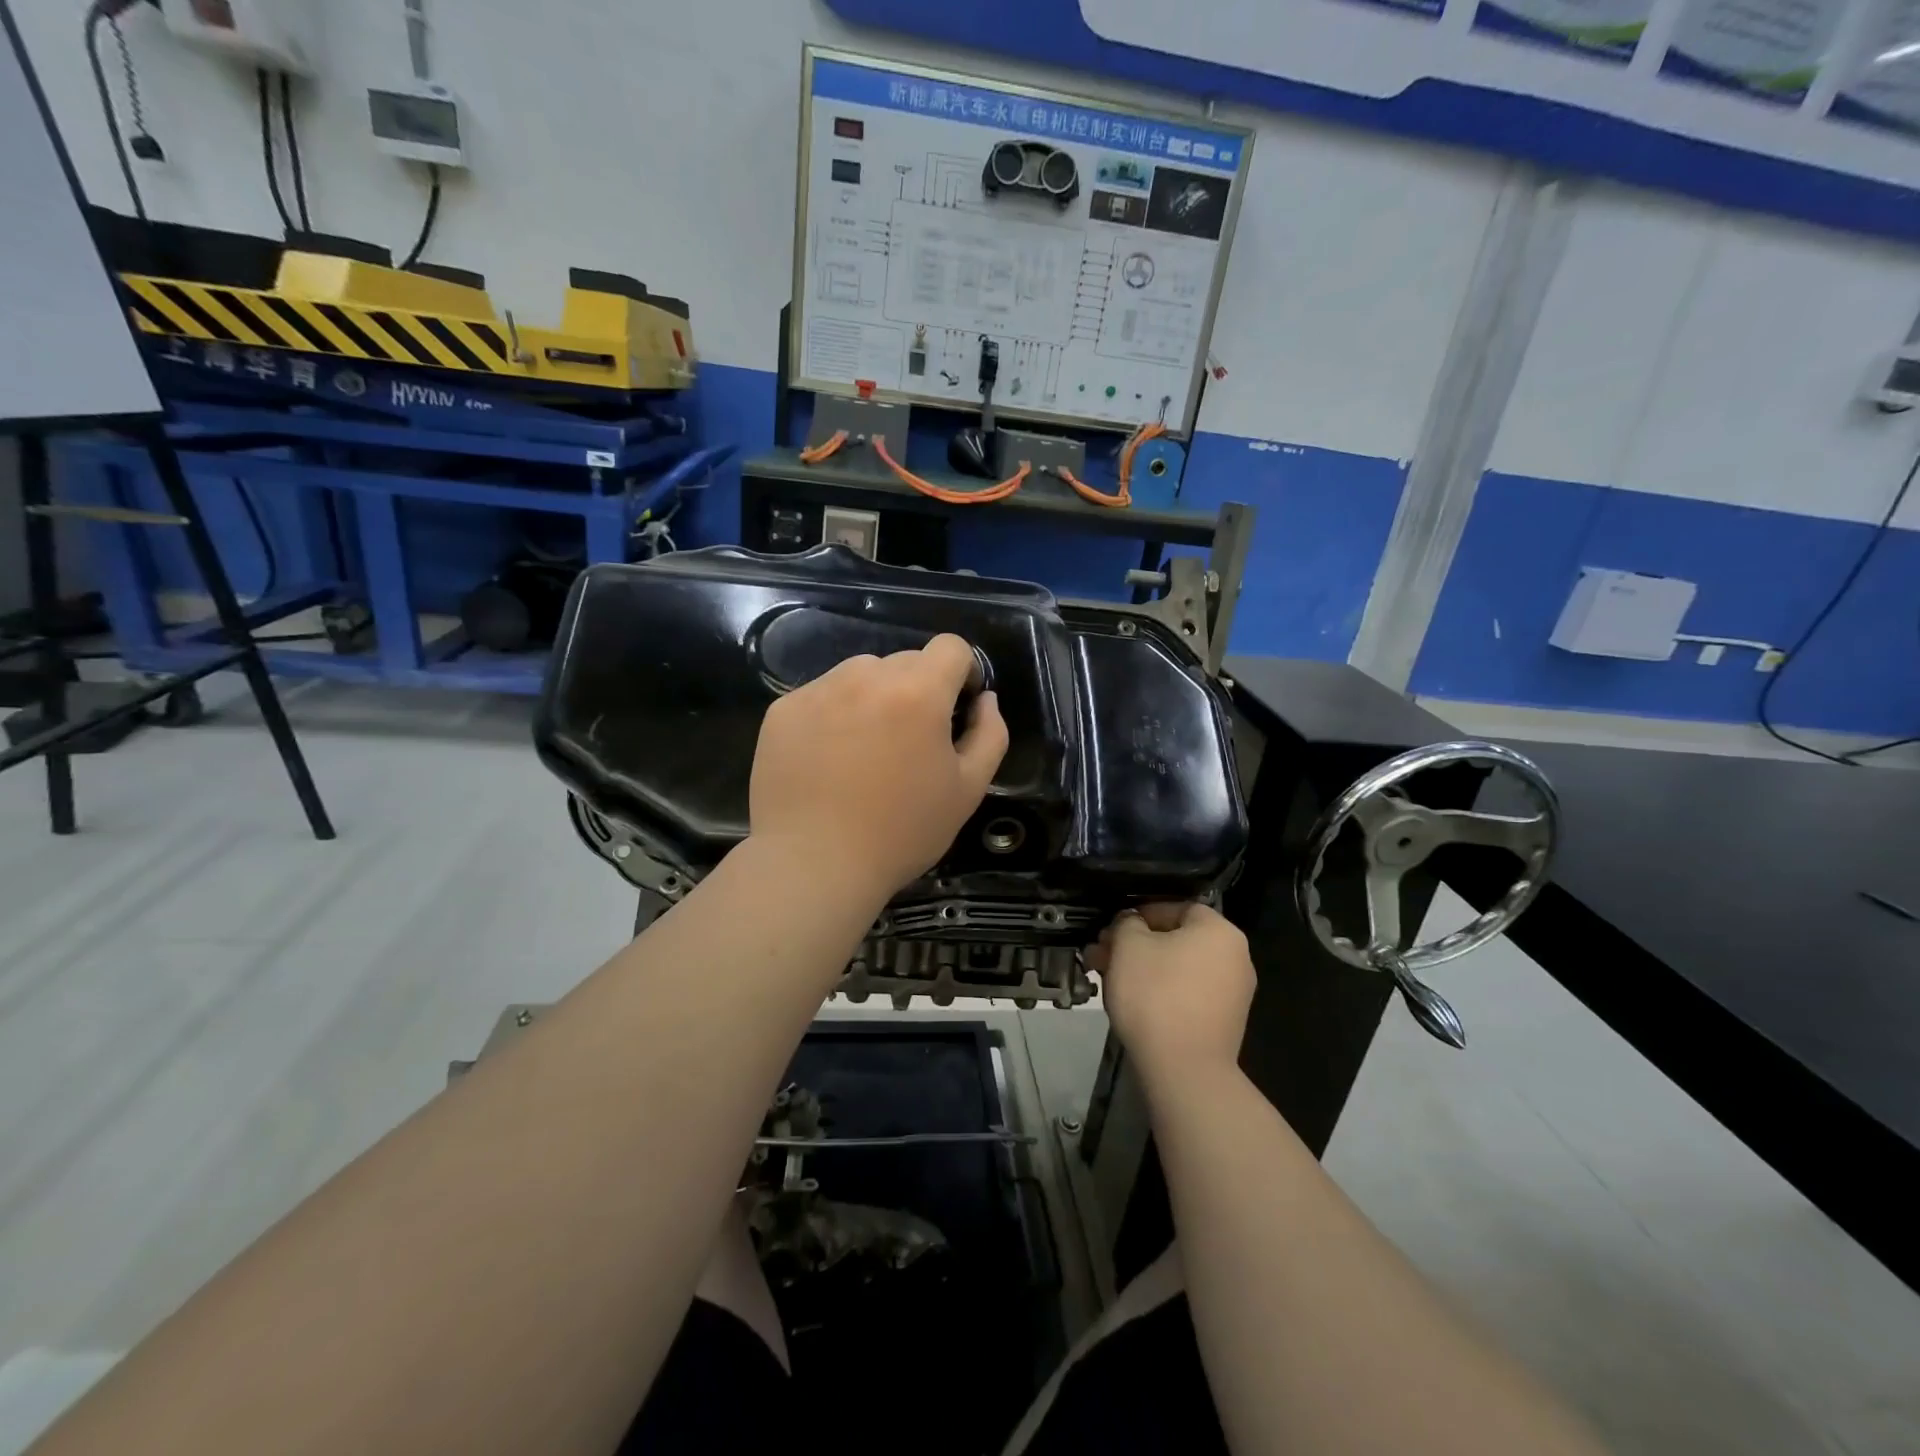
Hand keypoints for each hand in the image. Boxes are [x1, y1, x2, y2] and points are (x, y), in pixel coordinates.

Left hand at [749, 634, 1009, 899]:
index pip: (951, 647)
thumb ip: (989, 734)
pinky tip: (829, 759)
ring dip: (874, 698)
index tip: (956, 708)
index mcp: (918, 691)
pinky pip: (822, 695)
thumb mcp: (968, 790)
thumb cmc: (901, 832)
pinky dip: (834, 714)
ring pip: (861, 674)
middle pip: (905, 661)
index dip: (962, 673)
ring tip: (865, 750)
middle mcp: (866, 676)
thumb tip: (985, 699)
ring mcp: (818, 689)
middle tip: (909, 743)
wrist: (813, 864)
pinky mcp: (783, 709)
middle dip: (917, 690)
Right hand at [1091, 903, 1254, 1088]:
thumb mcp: (1129, 946)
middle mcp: (1235, 957)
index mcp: (1219, 930)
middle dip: (1135, 944)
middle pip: (1176, 939)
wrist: (1184, 1070)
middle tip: (1101, 954)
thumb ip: (1127, 923)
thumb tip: (1131, 923)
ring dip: (1143, 968)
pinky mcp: (1223, 1022)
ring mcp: (1233, 993)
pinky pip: (1186, 993)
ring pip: (1177, 967)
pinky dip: (1160, 991)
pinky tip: (1131, 1002)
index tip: (1113, 929)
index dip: (1140, 914)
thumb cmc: (1156, 994)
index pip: (1176, 907)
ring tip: (1107, 979)